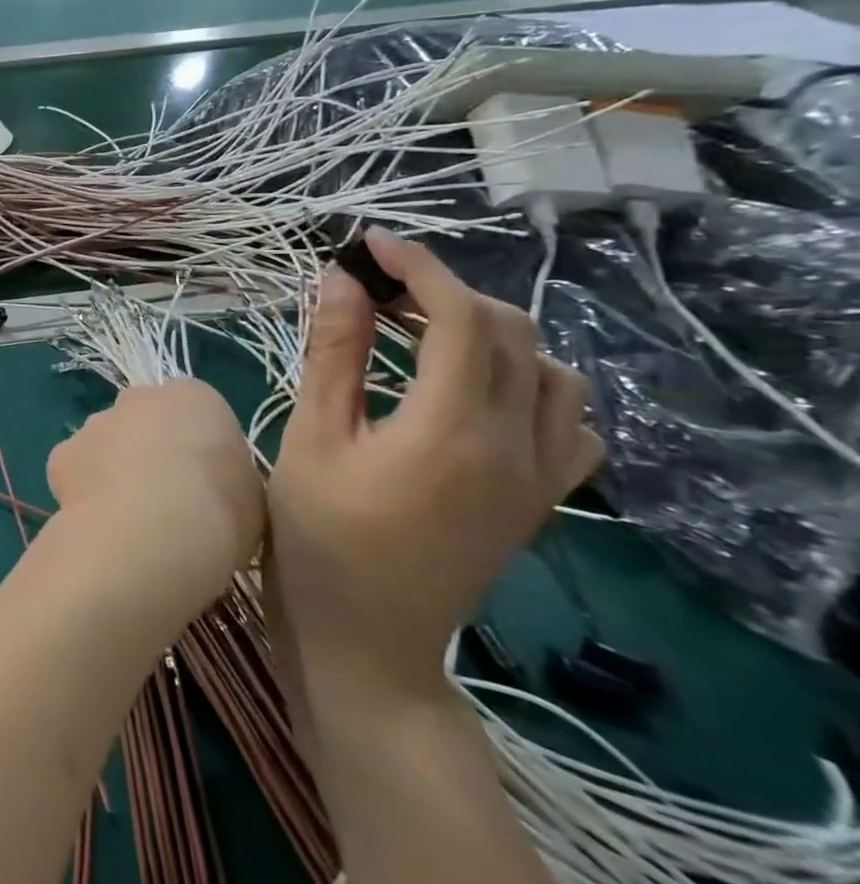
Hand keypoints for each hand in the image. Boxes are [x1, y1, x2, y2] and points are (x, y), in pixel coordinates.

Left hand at [46, 379, 262, 614]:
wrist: (150, 536)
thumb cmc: (218, 513)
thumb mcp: (251, 496)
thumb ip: (229, 476)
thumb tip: (212, 486)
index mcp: (194, 396)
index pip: (197, 412)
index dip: (202, 450)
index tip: (208, 486)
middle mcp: (139, 397)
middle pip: (147, 420)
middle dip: (153, 450)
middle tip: (168, 500)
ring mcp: (95, 423)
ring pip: (108, 442)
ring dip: (117, 469)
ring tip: (132, 520)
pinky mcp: (62, 453)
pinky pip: (78, 470)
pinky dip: (86, 491)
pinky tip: (101, 523)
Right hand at [269, 232, 604, 691]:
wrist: (365, 638)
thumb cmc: (316, 534)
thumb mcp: (311, 436)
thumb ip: (333, 353)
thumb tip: (341, 280)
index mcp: (452, 427)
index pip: (459, 316)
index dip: (417, 267)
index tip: (370, 245)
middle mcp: (516, 444)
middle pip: (509, 333)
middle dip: (445, 292)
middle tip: (377, 290)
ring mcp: (540, 476)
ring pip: (551, 371)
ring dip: (491, 333)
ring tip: (424, 332)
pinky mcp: (542, 500)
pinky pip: (571, 423)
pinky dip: (534, 384)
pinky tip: (482, 391)